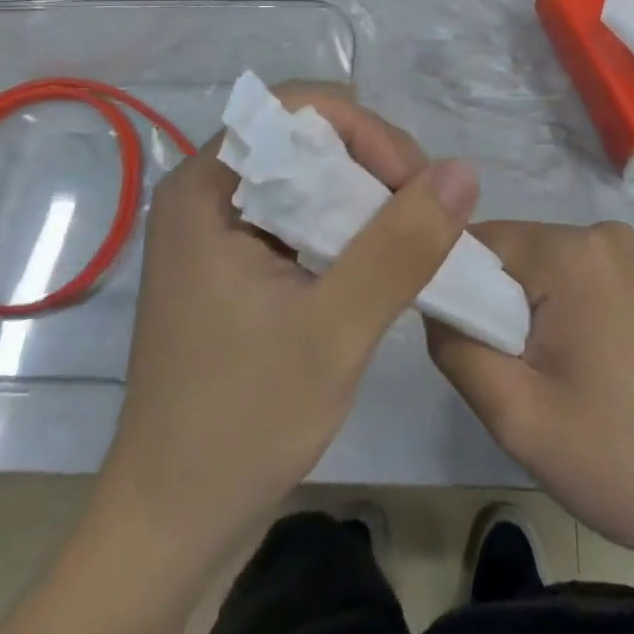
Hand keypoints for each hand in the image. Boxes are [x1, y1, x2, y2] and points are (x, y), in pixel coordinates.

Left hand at [103, 83, 478, 567]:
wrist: (171, 525)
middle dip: (371, 161)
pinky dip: (344, 223)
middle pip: (302, 135)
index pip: (295, 108)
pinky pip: (297, 212)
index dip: (364, 130)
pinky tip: (375, 260)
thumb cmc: (241, 423)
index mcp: (205, 187)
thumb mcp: (335, 331)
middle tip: (421, 212)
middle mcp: (204, 191)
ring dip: (363, 193)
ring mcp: (214, 227)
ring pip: (305, 173)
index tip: (414, 185)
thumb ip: (400, 246)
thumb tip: (462, 171)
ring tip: (408, 235)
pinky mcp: (231, 261)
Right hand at [426, 220, 633, 584]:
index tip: (465, 347)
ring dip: (528, 315)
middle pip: (513, 254)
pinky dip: (561, 315)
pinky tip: (582, 371)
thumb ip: (455, 346)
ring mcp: (630, 254)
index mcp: (573, 251)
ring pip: (542, 269)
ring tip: (551, 381)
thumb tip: (435, 303)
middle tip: (515, 379)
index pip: (479, 242)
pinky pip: (575, 279)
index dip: (458, 290)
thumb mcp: (516, 415)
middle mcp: (602, 233)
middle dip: (497, 308)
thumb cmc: (622, 458)